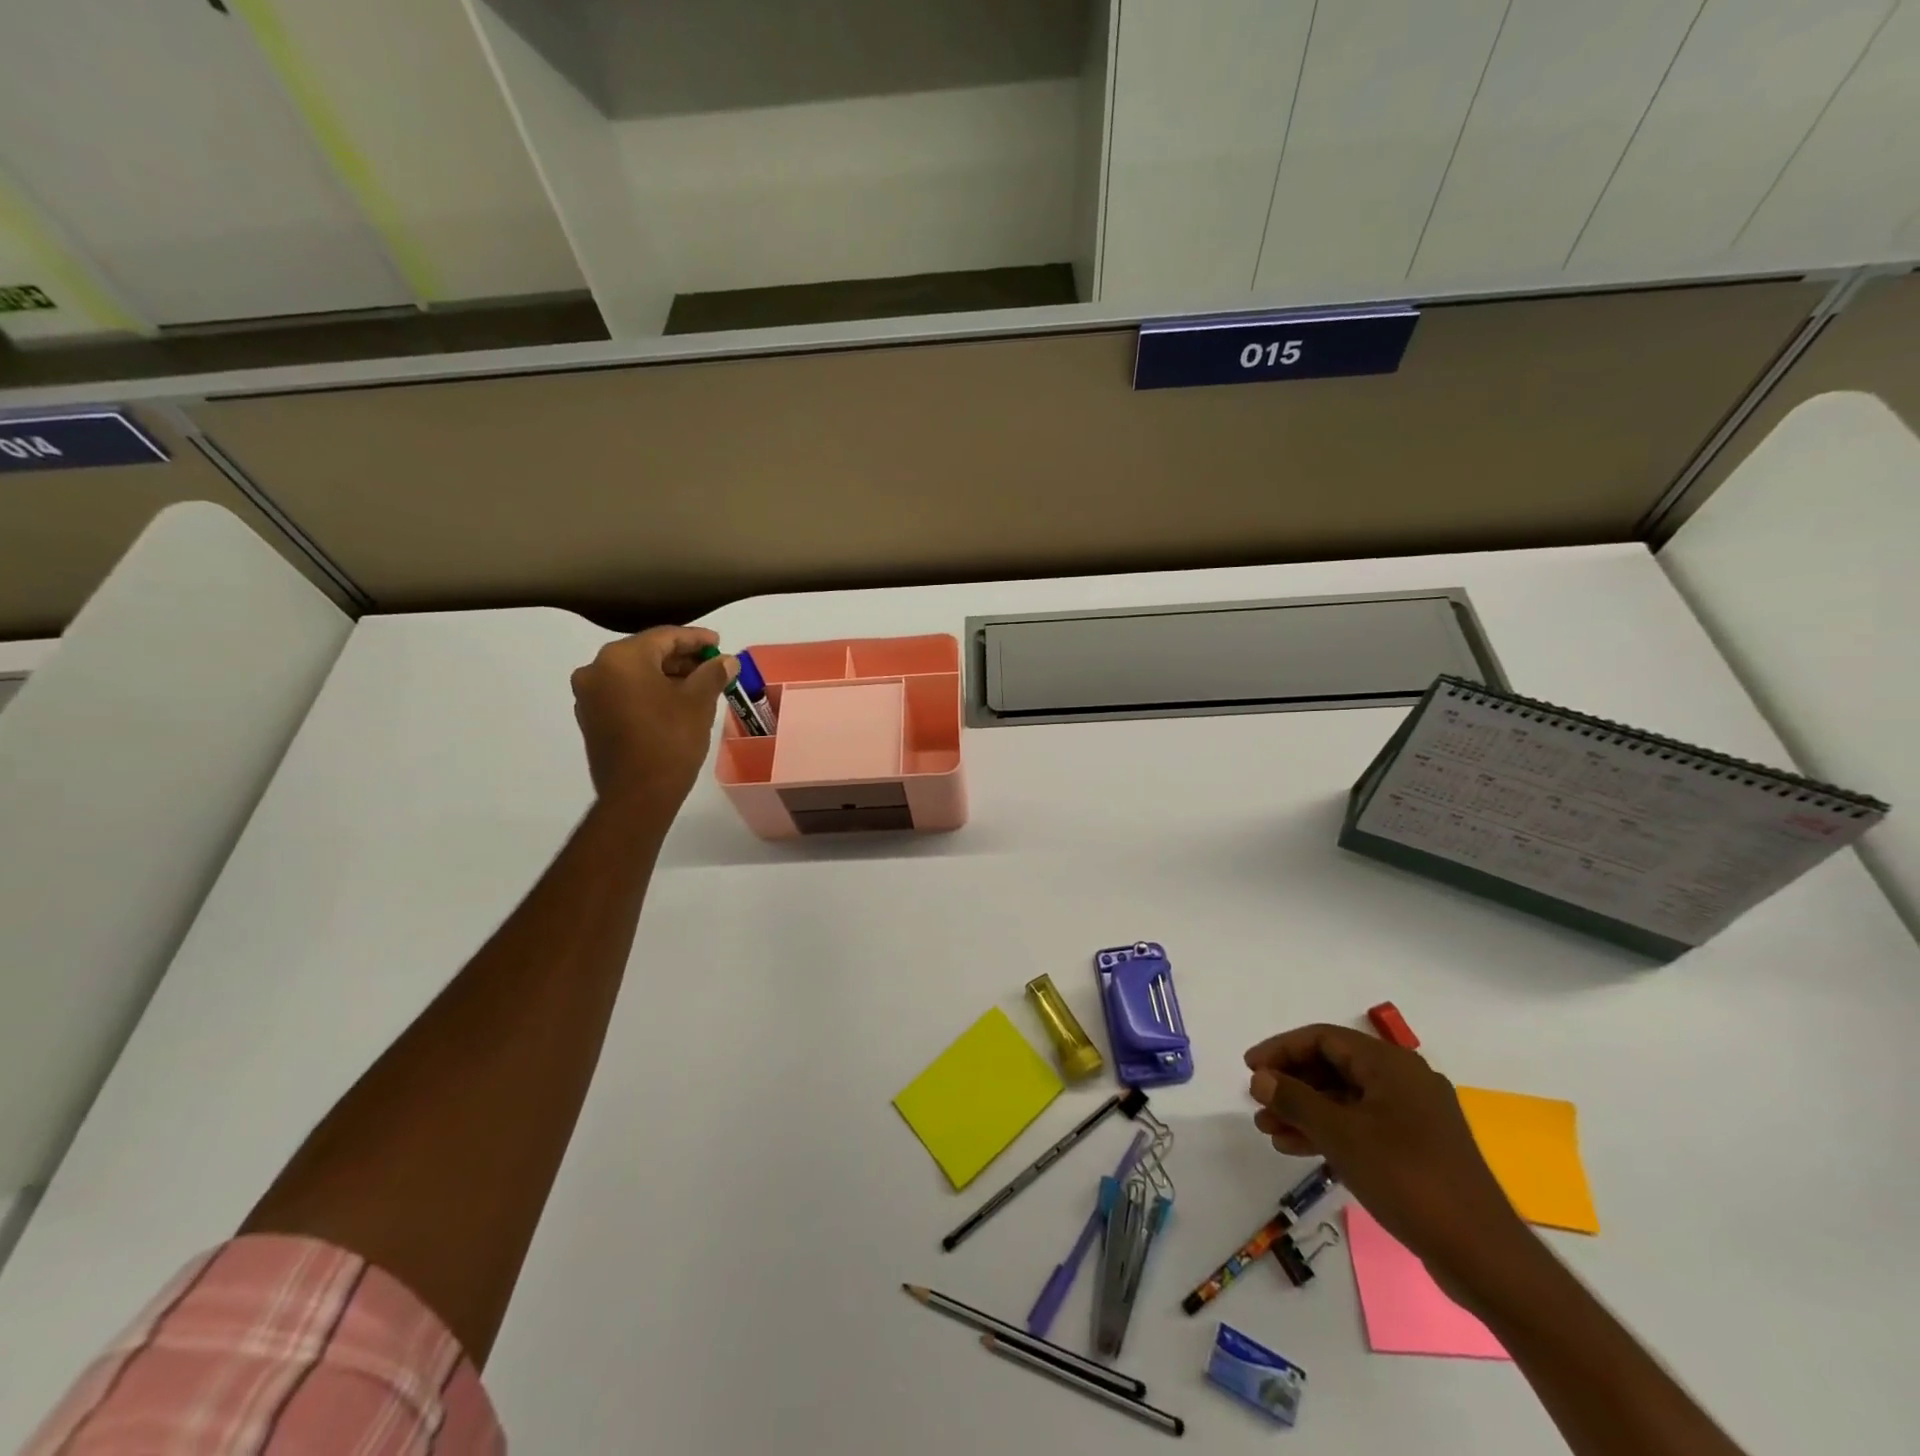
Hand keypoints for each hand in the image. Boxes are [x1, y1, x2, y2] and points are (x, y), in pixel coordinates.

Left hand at [570, 627, 734, 814]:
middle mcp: (597, 670)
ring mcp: (589, 696)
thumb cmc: (671, 740)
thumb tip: (726, 660)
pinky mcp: (591, 718)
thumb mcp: (699, 702)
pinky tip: (674, 703)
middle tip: (711, 665)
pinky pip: (624, 693)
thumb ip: (713, 673)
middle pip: (646, 653)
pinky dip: (649, 692)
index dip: (695, 639)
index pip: (664, 636)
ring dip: (665, 676)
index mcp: (622, 658)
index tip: (719, 643)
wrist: (637, 795)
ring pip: (634, 674)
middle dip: (681, 658)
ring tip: (698, 685)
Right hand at [1245, 1024, 1527, 1290]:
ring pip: (1345, 1099)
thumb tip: (1259, 1078)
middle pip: (1333, 1066)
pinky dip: (1329, 1131)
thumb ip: (1295, 1100)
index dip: (1281, 1049)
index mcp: (1391, 1064)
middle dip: (1291, 1084)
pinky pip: (1362, 1124)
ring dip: (1305, 1111)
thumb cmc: (1407, 1179)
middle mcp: (1404, 1080)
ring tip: (1269, 1131)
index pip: (1323, 1038)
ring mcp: (1413, 1115)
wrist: (1482, 1255)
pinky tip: (1298, 1149)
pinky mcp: (1417, 1148)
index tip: (1249, 1069)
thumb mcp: (1341, 1135)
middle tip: (1258, 1103)